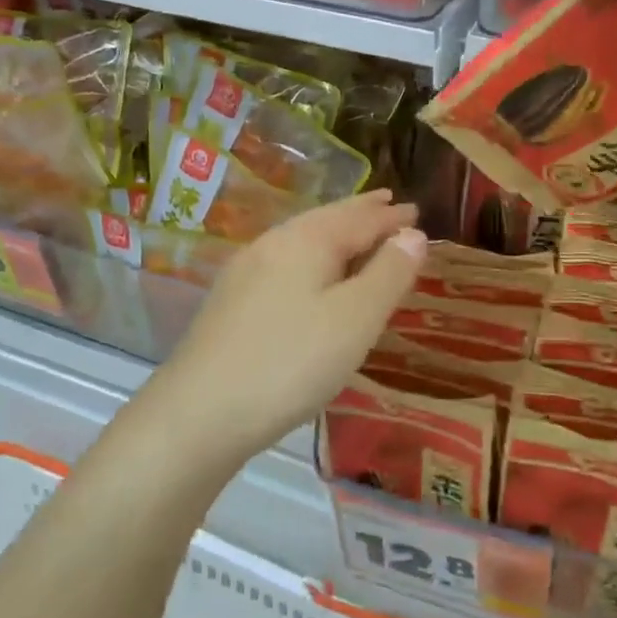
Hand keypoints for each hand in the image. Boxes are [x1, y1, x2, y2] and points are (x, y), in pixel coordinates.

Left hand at [138, 191, 426, 464]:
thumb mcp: (355, 319)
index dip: (390, 216)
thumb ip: (388, 274)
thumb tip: (413, 234)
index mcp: (306, 241)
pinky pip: (287, 264)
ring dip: (336, 235)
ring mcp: (246, 273)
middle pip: (326, 220)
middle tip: (388, 204)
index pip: (359, 218)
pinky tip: (312, 278)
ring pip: (303, 241)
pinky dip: (314, 260)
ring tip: (357, 236)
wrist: (199, 413)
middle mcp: (273, 245)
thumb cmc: (291, 362)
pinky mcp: (232, 302)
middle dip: (361, 214)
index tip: (416, 210)